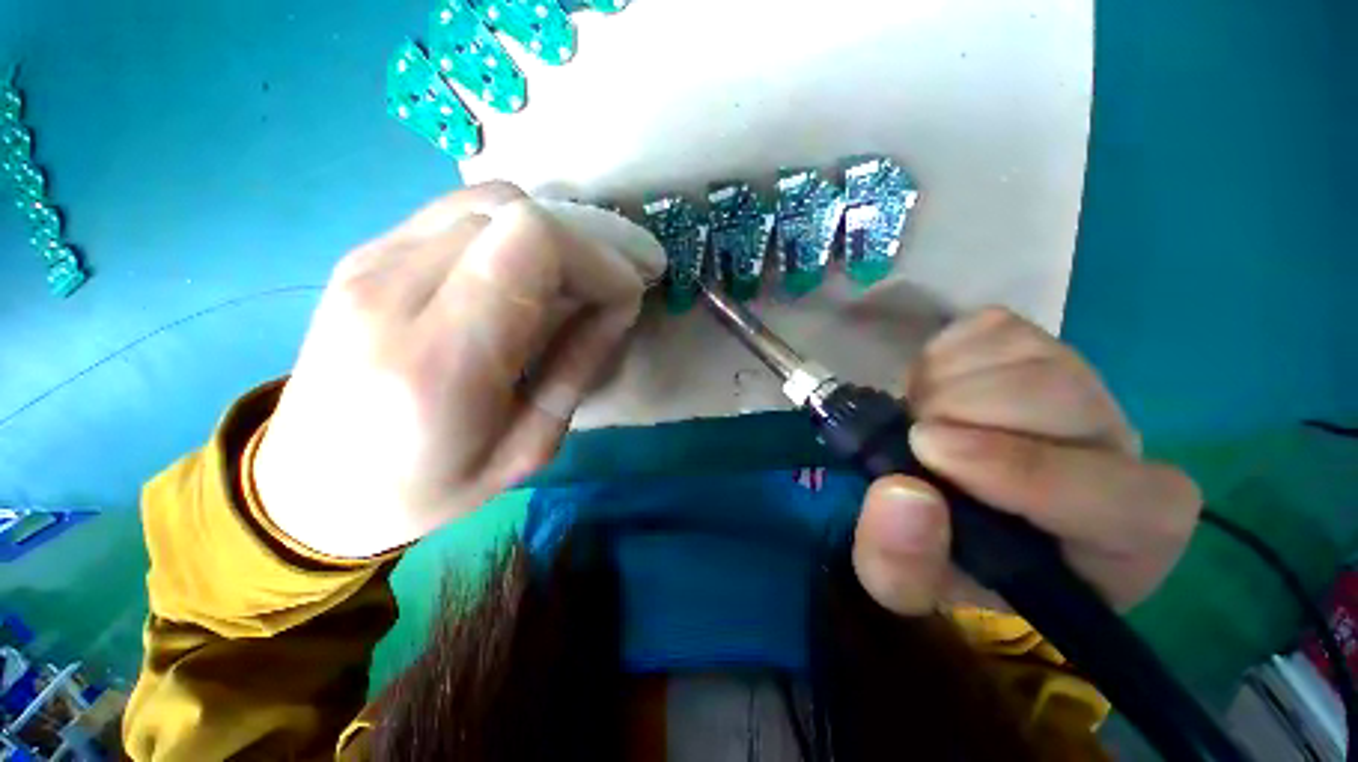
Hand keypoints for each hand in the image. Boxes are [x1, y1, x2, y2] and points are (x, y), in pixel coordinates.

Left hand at [254, 183, 663, 557]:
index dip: (596, 259)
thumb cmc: (427, 487)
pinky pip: (461, 214)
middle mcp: (394, 289)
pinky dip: (512, 234)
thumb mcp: (528, 448)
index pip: (532, 244)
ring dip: (551, 236)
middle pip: (515, 213)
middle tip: (605, 290)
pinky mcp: (366, 253)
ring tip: (569, 284)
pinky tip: (521, 277)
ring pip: (490, 202)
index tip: (623, 297)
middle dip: (583, 245)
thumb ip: (578, 367)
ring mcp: (371, 260)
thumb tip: (618, 306)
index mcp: (440, 359)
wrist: (312, 488)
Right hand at [851, 307, 1200, 614]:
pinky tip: (931, 390)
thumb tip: (900, 492)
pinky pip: (988, 328)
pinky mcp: (1032, 342)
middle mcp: (1115, 448)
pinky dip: (940, 356)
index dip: (1027, 471)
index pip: (1126, 499)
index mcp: (1117, 536)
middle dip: (962, 410)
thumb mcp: (906, 580)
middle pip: (1064, 398)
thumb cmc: (945, 550)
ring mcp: (1076, 381)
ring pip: (1025, 354)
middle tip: (912, 433)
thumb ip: (900, 561)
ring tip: (918, 416)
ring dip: (942, 383)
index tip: (929, 451)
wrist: (942, 494)